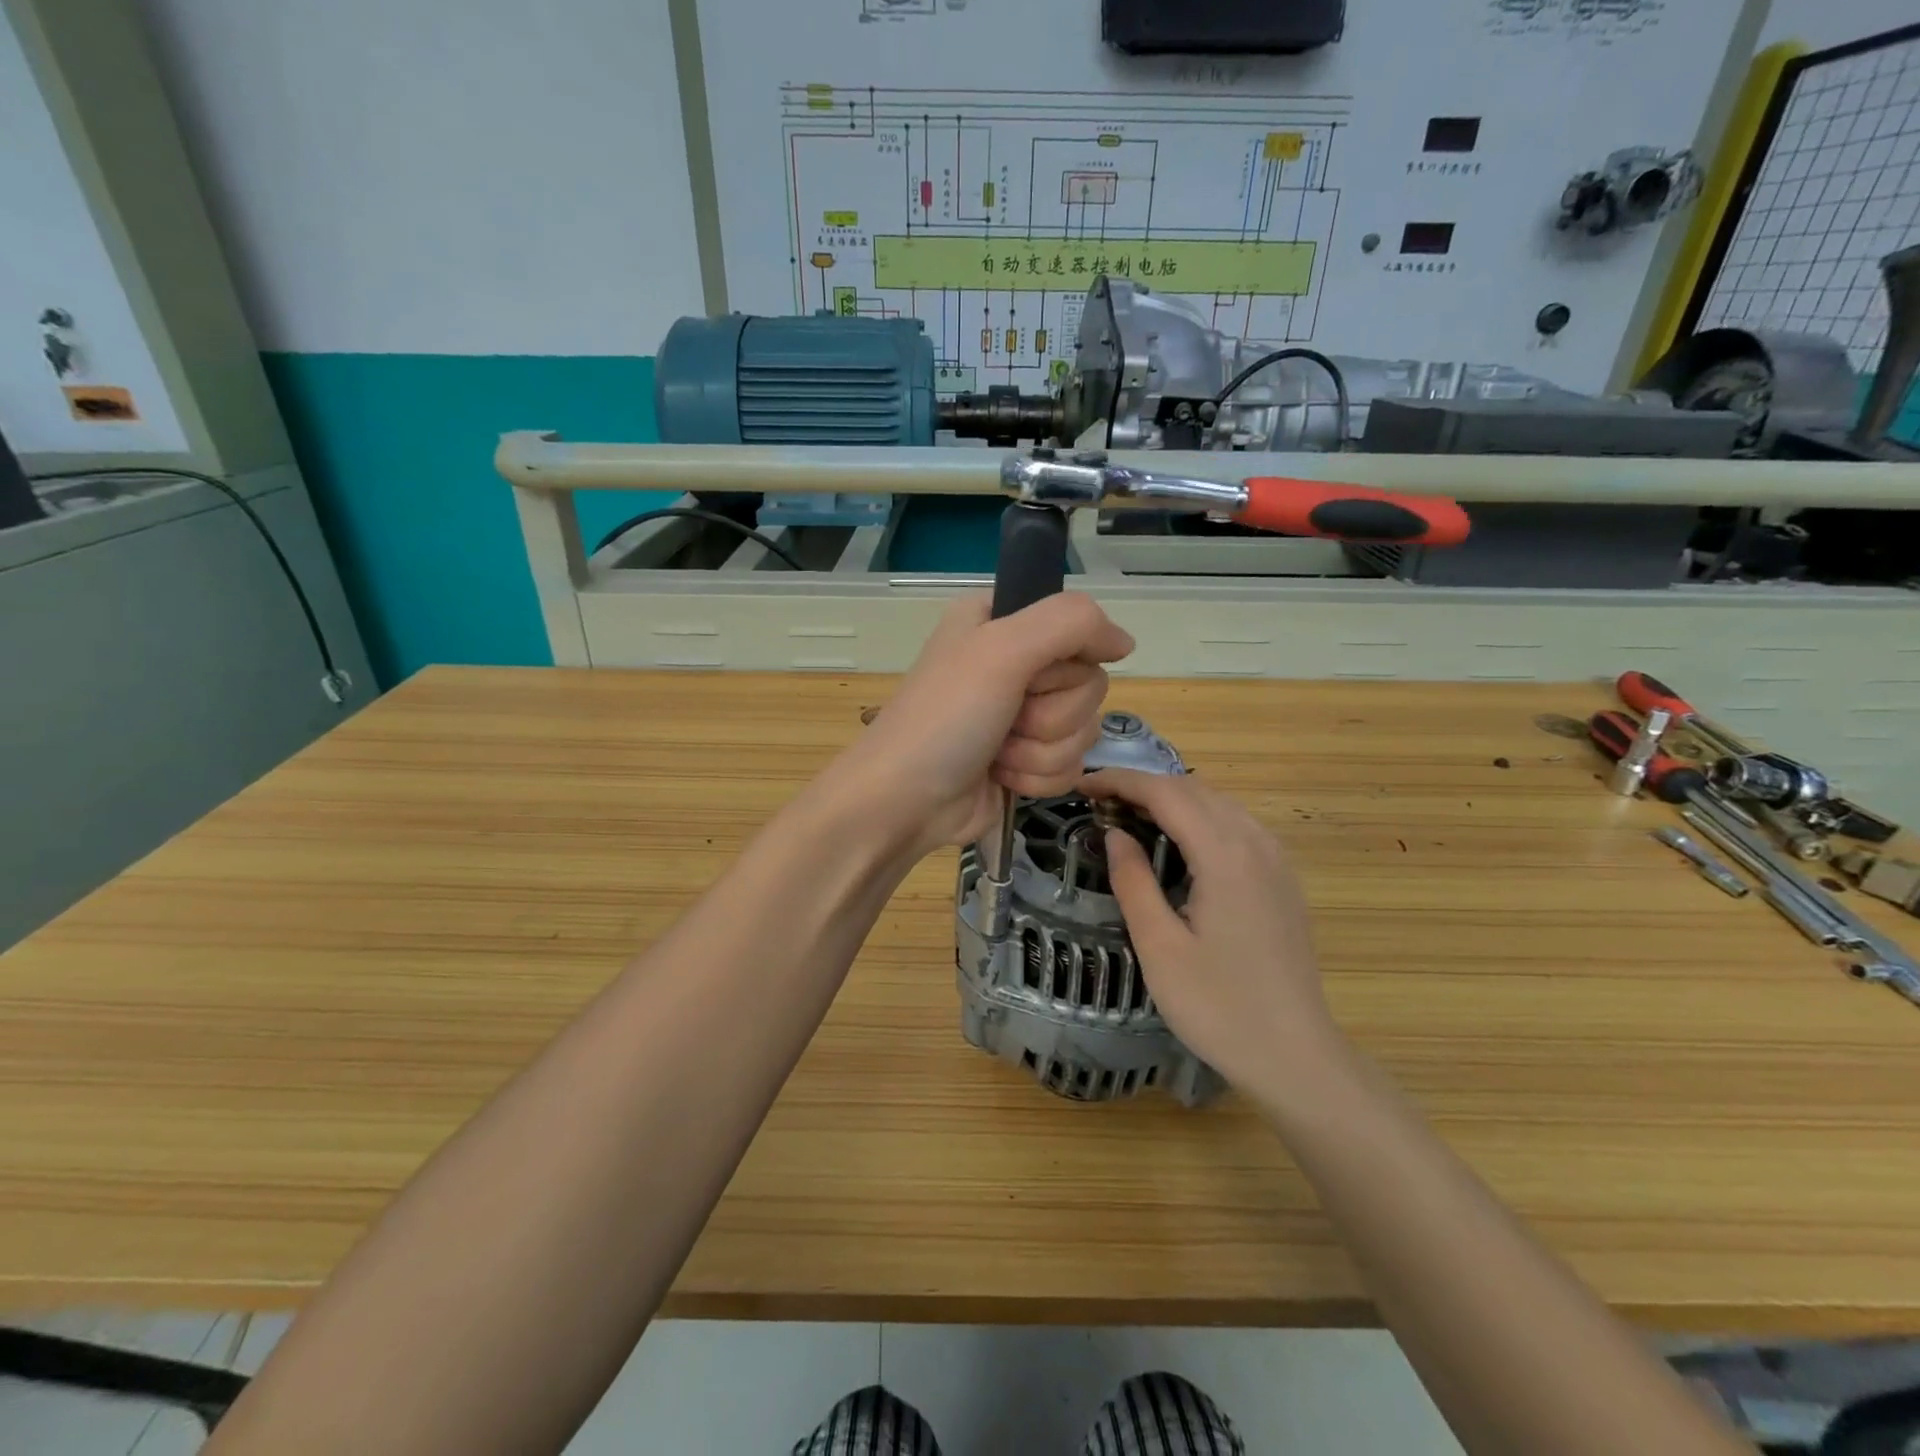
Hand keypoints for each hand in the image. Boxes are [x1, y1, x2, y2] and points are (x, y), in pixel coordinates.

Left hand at [835, 593, 1133, 855]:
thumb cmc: (946, 718)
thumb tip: (1125, 642)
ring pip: (1084, 729)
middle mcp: (1015, 663)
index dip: (1066, 658)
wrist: (905, 801)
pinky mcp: (1028, 759)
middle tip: (1007, 719)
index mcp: (1002, 622)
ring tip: (997, 751)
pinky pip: (1071, 765)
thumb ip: (1071, 623)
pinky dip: (1037, 776)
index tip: (1034, 674)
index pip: (1079, 626)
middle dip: (1050, 714)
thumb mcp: (1001, 649)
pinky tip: (1002, 776)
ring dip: (1040, 750)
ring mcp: (1023, 715)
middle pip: (1088, 683)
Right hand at [1084, 768, 1345, 1105]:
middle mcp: (1256, 842)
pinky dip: (1199, 817)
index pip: (1165, 793)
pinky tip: (1177, 842)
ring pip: (1218, 803)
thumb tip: (1115, 834)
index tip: (1080, 785)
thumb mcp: (1159, 946)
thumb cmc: (1218, 1006)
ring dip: (1171, 799)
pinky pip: (1236, 825)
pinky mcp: (1283, 878)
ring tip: (1129, 816)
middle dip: (1142, 786)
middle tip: (1098, 803)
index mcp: (1225, 854)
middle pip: (1193, 789)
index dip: (1119, 781)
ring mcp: (1276, 859)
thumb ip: (1133, 881)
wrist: (1295, 1056)